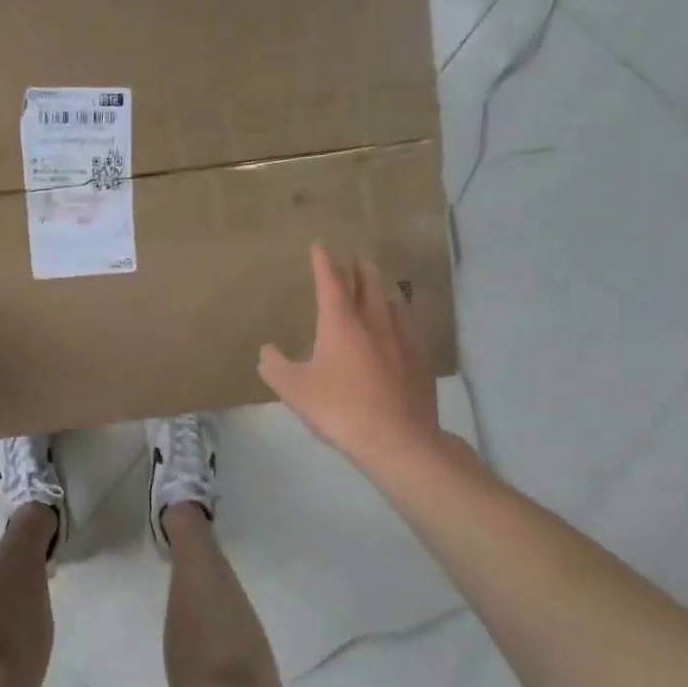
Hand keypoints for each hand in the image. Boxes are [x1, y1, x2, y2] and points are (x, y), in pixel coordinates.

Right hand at [259, 243, 454, 478]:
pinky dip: (402, 315)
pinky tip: (402, 326)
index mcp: (341, 323)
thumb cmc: (338, 408)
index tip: (320, 246)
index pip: (330, 282)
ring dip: (384, 288)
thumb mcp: (293, 390)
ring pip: (394, 301)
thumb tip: (266, 351)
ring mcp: (403, 339)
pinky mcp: (421, 359)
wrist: (397, 439)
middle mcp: (374, 321)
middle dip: (360, 268)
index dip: (323, 262)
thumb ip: (274, 366)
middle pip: (369, 283)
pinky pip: (411, 326)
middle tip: (355, 260)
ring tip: (380, 286)